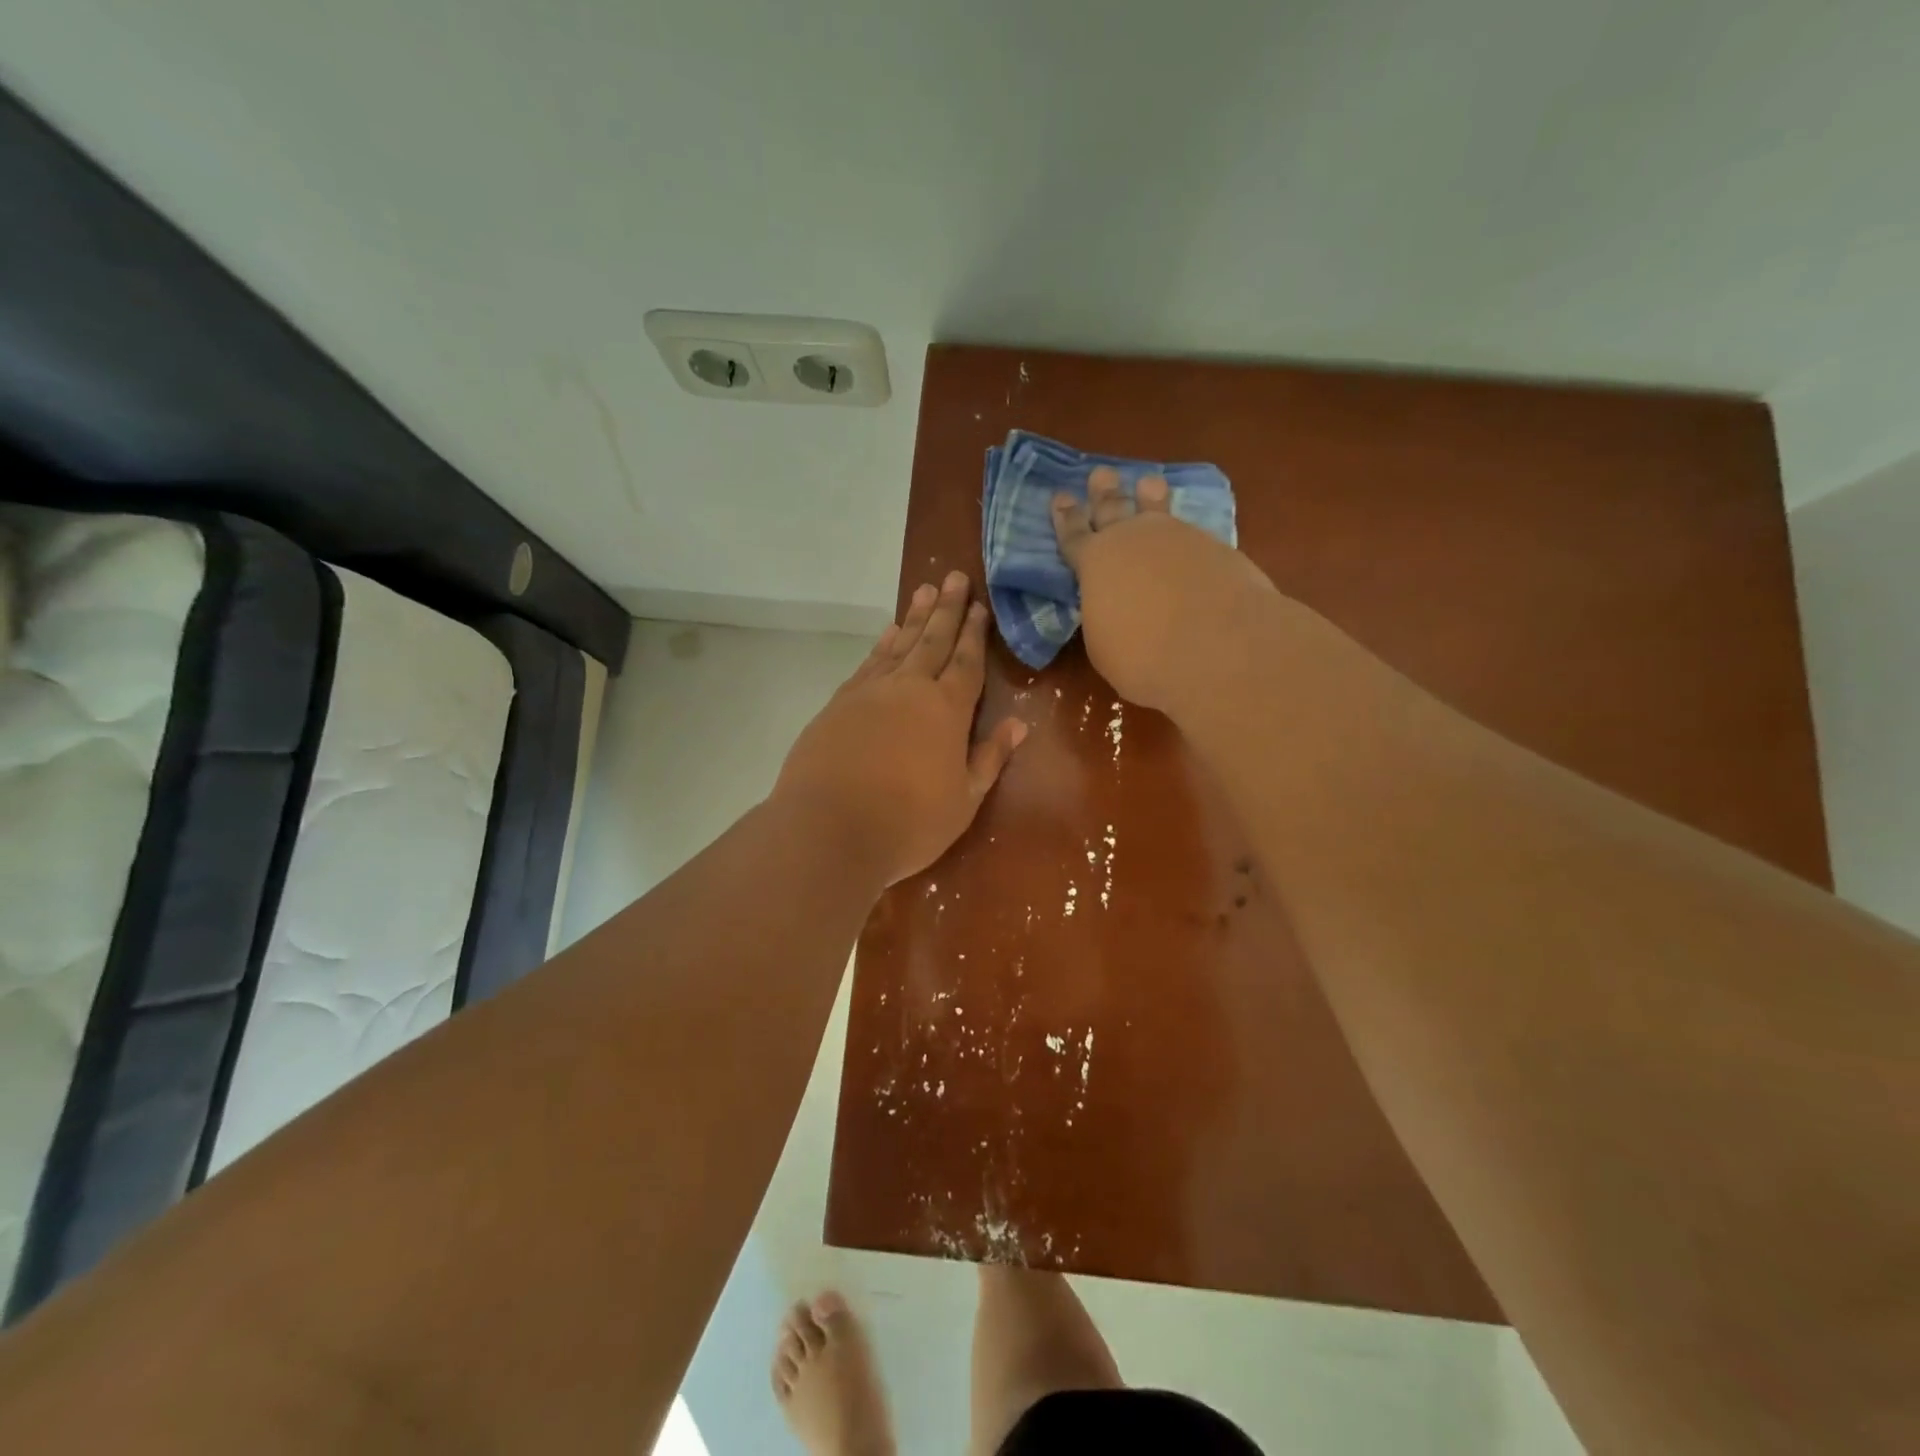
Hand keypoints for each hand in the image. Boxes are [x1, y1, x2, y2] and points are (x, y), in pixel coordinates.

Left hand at [774, 571, 1026, 885]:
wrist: (829, 830)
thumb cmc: (908, 822)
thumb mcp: (964, 799)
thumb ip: (990, 757)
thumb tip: (1018, 723)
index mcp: (947, 710)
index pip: (966, 661)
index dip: (974, 633)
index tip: (979, 606)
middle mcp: (909, 689)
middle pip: (932, 640)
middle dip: (946, 608)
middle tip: (953, 576)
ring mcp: (869, 692)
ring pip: (898, 644)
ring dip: (914, 617)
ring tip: (924, 590)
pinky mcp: (838, 703)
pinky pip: (868, 662)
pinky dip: (881, 644)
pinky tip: (887, 634)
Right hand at [1052, 467, 1276, 711]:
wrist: (1216, 645)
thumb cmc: (1142, 655)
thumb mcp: (1104, 644)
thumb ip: (1104, 616)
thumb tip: (1114, 609)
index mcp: (1095, 562)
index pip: (1073, 536)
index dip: (1065, 518)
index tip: (1060, 497)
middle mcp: (1133, 539)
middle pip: (1114, 509)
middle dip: (1105, 493)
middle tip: (1101, 474)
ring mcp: (1178, 538)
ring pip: (1158, 510)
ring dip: (1150, 496)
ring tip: (1148, 482)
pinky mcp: (1216, 548)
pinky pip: (1191, 531)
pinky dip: (1185, 530)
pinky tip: (1188, 532)